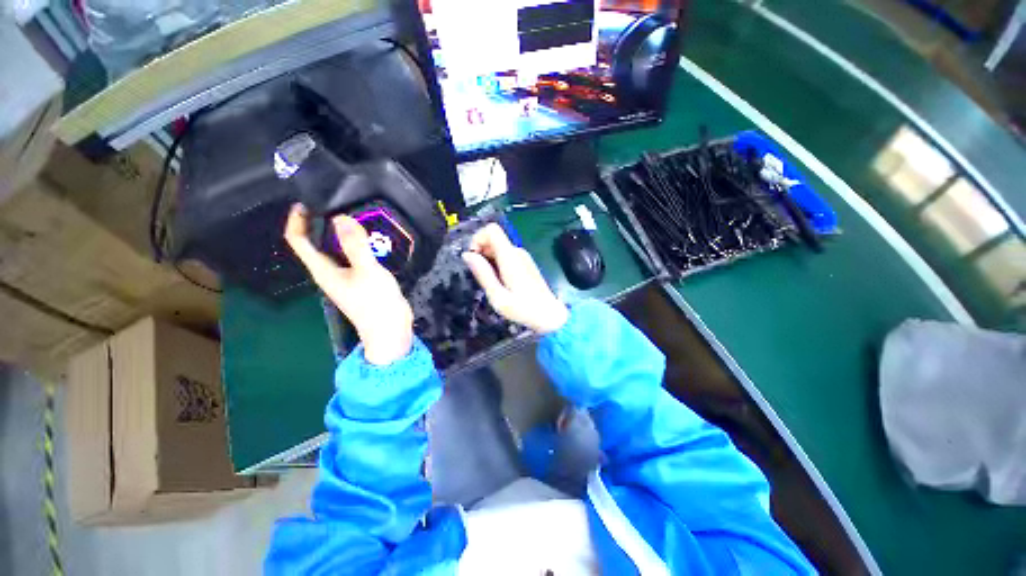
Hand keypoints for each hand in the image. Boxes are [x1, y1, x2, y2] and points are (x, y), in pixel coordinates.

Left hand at [284, 204, 413, 365]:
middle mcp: (330, 271)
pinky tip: (373, 239)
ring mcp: (346, 276)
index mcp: (323, 270)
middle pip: (317, 242)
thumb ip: (355, 245)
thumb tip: (341, 218)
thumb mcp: (367, 271)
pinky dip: (359, 245)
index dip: (297, 221)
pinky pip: (354, 256)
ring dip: (344, 233)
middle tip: (340, 205)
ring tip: (358, 218)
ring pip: (338, 249)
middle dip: (324, 223)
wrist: (391, 329)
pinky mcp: (361, 279)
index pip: (299, 241)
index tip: (306, 202)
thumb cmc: (376, 303)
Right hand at [462, 223, 568, 333]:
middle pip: (493, 237)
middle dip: (480, 251)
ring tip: (491, 281)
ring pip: (498, 247)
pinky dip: (496, 262)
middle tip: (480, 275)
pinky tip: (500, 281)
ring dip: (488, 259)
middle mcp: (517, 252)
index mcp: (510, 257)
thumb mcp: (498, 297)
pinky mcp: (525, 262)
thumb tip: (467, 255)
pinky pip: (505, 254)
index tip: (473, 258)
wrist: (549, 315)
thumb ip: (483, 274)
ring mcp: (523, 256)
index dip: (477, 238)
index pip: (491, 229)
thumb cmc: (523, 309)